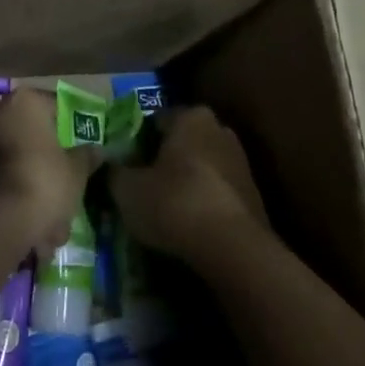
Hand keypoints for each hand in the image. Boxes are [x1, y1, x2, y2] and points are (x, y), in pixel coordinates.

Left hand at [0, 89, 97, 259]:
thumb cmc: (42, 182)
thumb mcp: (75, 172)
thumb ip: (85, 157)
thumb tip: (95, 150)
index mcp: (25, 103)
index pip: (53, 107)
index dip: (67, 131)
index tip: (77, 153)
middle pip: (28, 137)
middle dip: (44, 167)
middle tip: (62, 195)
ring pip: (11, 164)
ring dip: (28, 190)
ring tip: (48, 229)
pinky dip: (8, 202)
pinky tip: (27, 233)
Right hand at [108, 105, 269, 265]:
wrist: (233, 248)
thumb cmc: (175, 203)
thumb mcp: (128, 190)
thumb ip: (115, 172)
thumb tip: (112, 167)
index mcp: (191, 117)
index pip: (155, 121)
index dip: (136, 142)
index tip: (124, 164)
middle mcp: (219, 129)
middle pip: (181, 142)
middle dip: (163, 159)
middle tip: (141, 184)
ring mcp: (240, 161)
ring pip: (201, 166)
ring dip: (184, 181)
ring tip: (163, 208)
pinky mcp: (252, 192)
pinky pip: (216, 190)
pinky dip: (202, 200)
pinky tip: (188, 223)